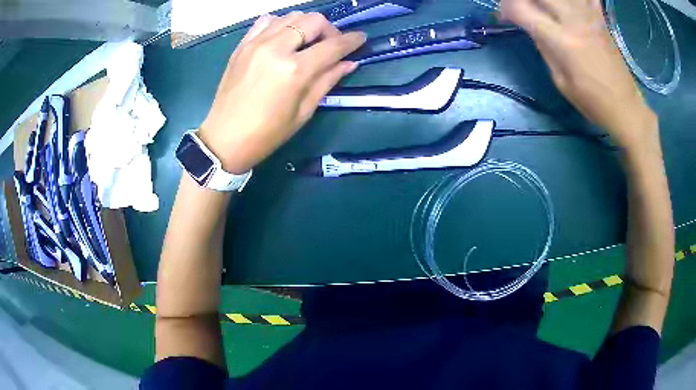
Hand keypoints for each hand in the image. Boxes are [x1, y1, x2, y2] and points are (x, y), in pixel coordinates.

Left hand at [199, 12, 365, 173]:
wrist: (224, 139)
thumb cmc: (267, 133)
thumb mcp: (303, 112)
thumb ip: (327, 81)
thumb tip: (349, 63)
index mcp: (294, 70)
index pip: (332, 46)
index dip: (351, 41)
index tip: (361, 39)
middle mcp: (275, 48)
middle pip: (313, 20)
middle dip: (329, 29)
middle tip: (329, 45)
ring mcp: (255, 43)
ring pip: (291, 16)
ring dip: (305, 25)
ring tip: (306, 42)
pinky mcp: (242, 45)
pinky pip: (266, 21)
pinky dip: (281, 24)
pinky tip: (282, 38)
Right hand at [500, 0, 657, 148]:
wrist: (625, 106)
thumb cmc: (592, 101)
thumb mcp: (560, 80)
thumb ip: (544, 47)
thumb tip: (531, 26)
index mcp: (562, 41)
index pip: (521, 8)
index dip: (506, 8)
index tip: (505, 16)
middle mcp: (573, 20)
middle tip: (522, 8)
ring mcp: (589, 15)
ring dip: (547, 0)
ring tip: (545, 9)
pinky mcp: (600, 17)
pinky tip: (569, 7)